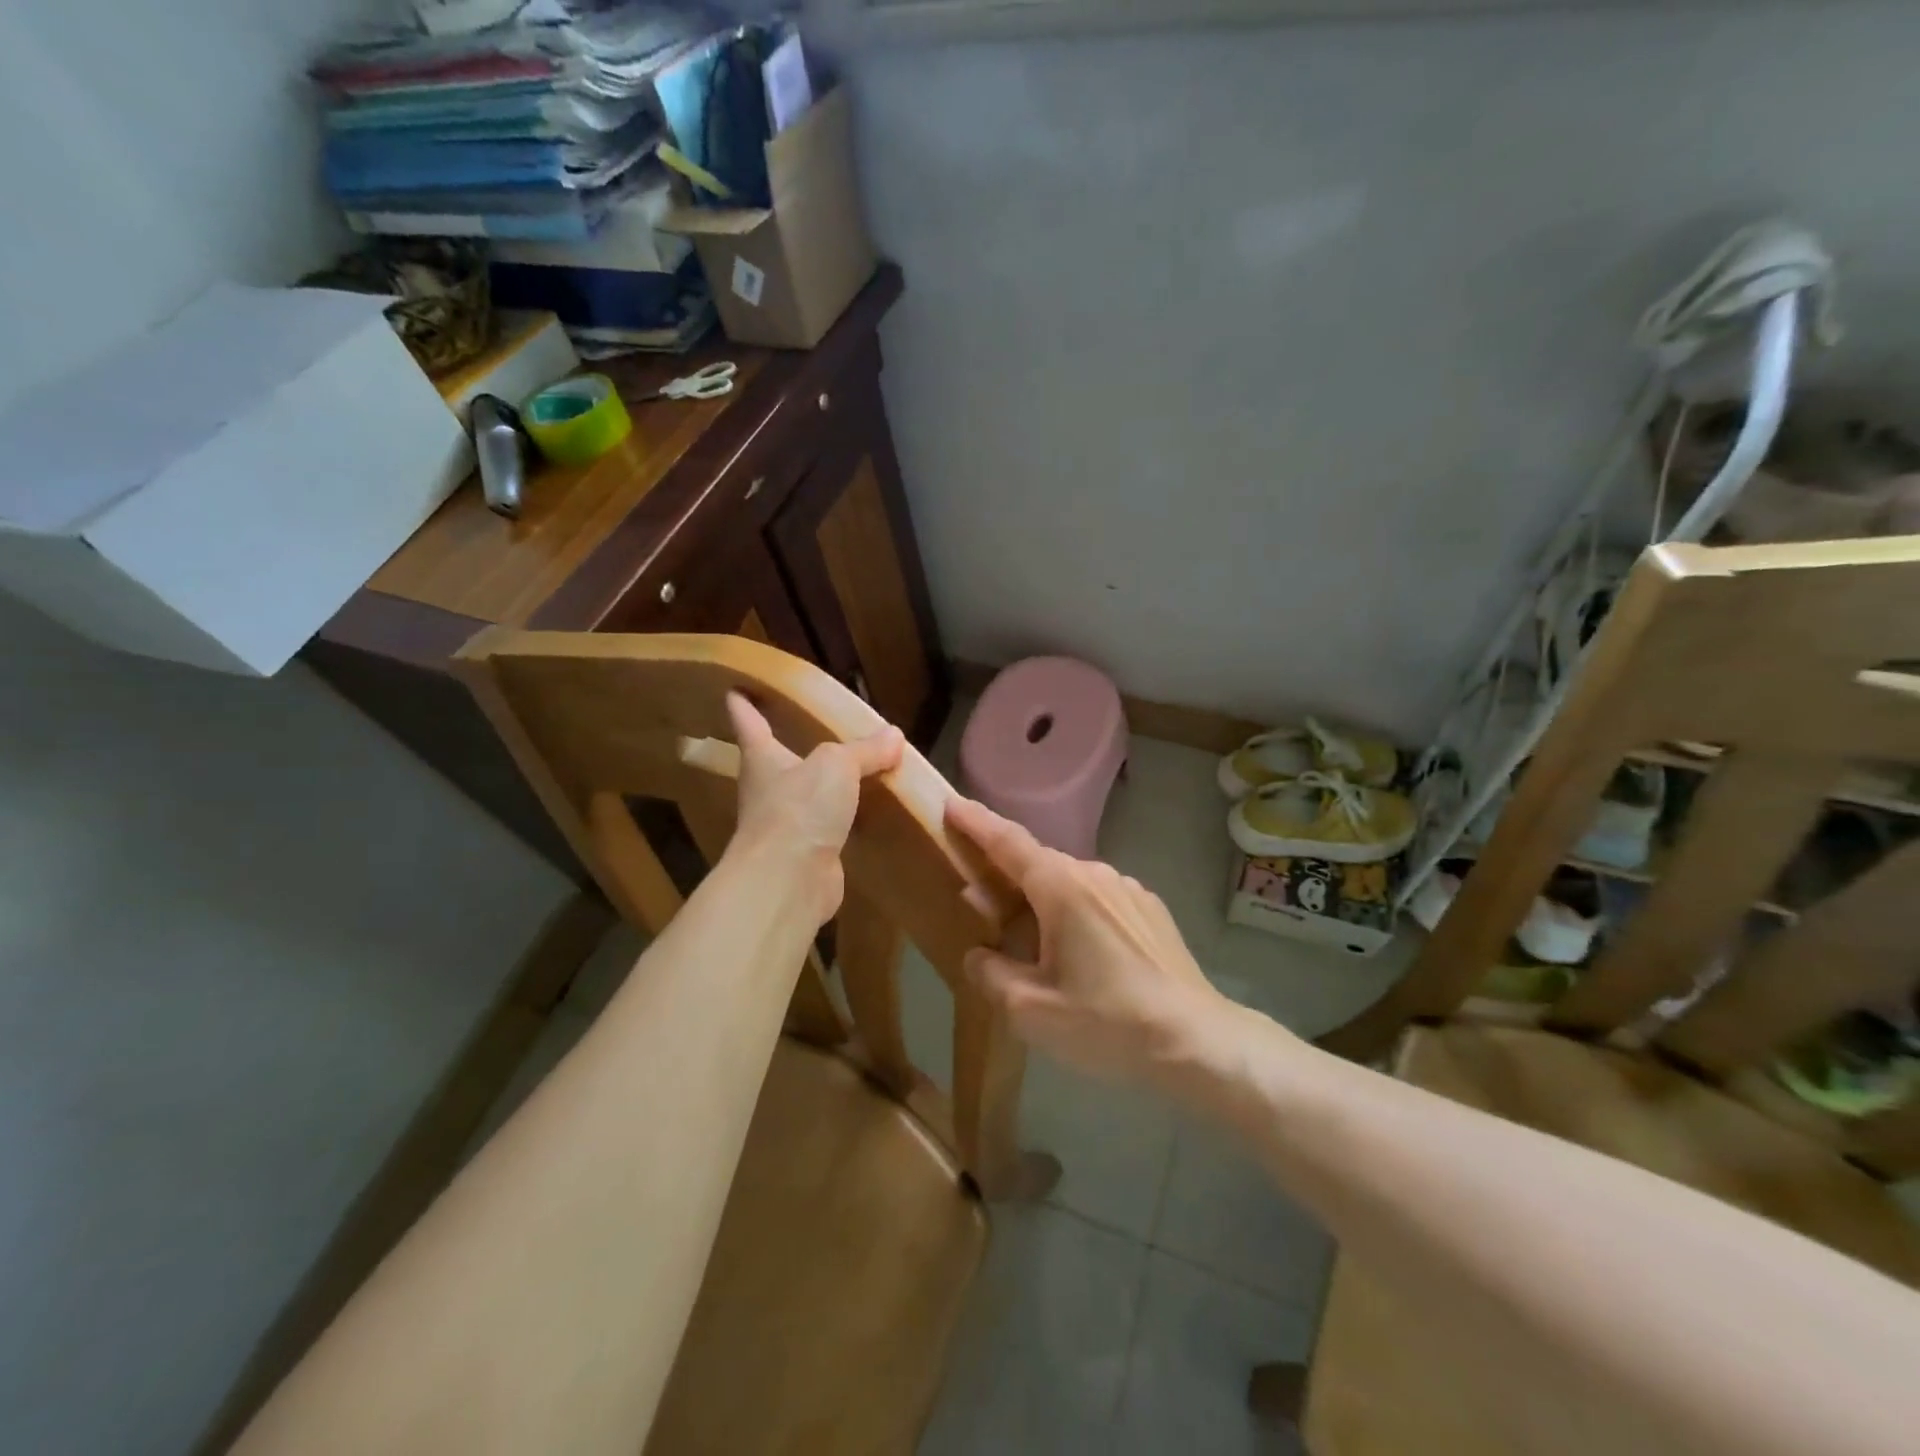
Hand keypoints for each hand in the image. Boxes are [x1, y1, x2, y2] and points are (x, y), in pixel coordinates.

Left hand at [726, 692, 903, 923]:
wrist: (789, 881)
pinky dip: (844, 818)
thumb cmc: (800, 809)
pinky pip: (828, 827)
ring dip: (821, 785)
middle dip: (786, 745)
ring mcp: (785, 826)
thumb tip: (893, 736)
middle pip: (774, 760)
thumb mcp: (837, 765)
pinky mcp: (807, 855)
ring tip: (849, 770)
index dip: (743, 704)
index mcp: (762, 759)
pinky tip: (865, 813)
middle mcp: (767, 790)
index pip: (748, 722)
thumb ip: (864, 750)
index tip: (735, 688)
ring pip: (804, 796)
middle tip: (805, 726)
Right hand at [946, 796, 1236, 1086]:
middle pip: (1037, 864)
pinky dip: (1075, 912)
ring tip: (1031, 943)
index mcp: (1062, 888)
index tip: (951, 803)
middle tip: (980, 902)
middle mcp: (1095, 874)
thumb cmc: (1107, 1024)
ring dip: (1042, 900)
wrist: (1196, 1042)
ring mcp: (1128, 889)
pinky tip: (1081, 955)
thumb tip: (979, 953)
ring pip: (1069, 883)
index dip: (976, 822)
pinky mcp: (1150, 909)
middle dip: (1005, 874)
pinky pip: (1098, 899)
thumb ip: (991, 974)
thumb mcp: (1031, 1010)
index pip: (1008, 842)